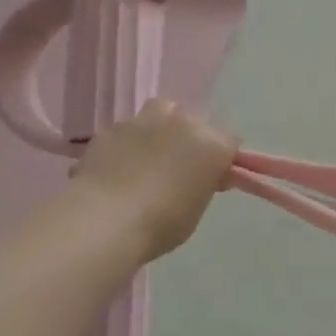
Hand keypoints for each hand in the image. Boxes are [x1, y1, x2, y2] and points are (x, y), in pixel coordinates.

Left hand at [67, 98, 236, 261]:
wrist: (105, 221)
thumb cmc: (161, 225)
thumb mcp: (196, 209)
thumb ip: (203, 184)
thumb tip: (200, 177)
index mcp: (212, 145)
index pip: (230, 142)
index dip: (224, 159)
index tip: (214, 177)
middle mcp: (183, 123)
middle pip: (198, 121)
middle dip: (195, 140)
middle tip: (184, 167)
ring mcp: (145, 121)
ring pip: (163, 111)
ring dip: (164, 128)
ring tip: (152, 155)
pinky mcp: (112, 128)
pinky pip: (130, 130)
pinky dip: (130, 143)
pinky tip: (120, 166)